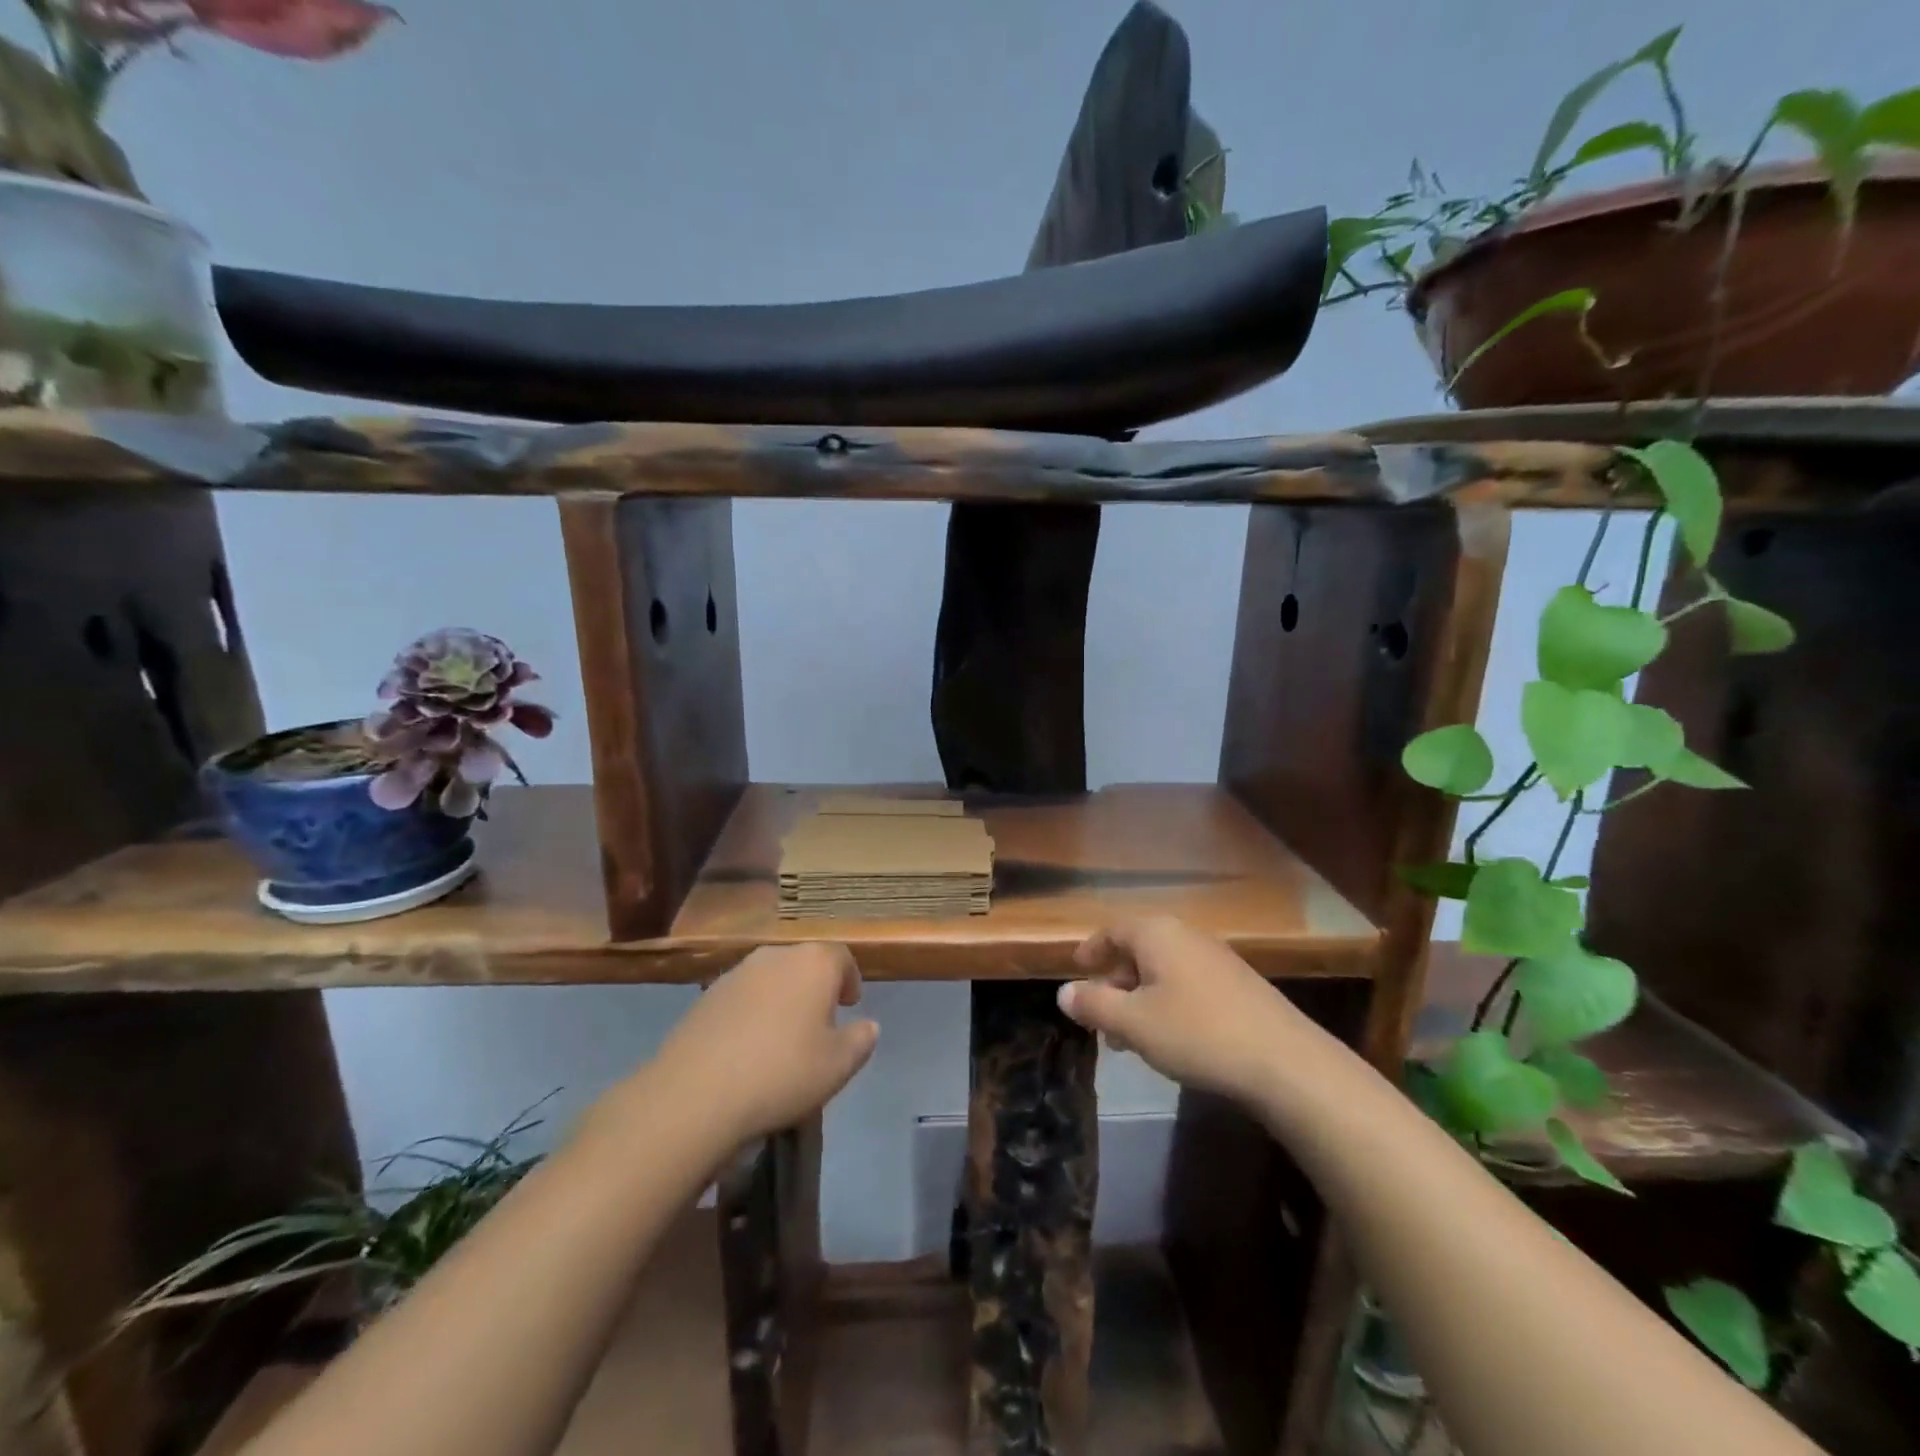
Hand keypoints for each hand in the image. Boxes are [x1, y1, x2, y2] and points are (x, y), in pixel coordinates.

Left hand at [648, 944, 879, 1144]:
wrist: (696, 1093)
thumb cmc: (782, 1072)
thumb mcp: (838, 1066)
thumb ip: (861, 1040)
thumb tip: (868, 1025)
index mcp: (814, 962)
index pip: (841, 957)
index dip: (849, 979)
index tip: (850, 1005)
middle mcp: (776, 955)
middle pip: (805, 963)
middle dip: (816, 987)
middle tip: (819, 1022)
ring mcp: (737, 972)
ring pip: (771, 978)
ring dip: (782, 998)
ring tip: (782, 1037)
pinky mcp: (706, 995)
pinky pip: (742, 996)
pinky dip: (752, 1012)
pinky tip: (748, 1047)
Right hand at [1058, 917, 1320, 1102]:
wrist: (1285, 1062)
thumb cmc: (1196, 1033)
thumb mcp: (1133, 1023)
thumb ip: (1094, 1005)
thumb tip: (1064, 992)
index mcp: (1157, 934)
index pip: (1113, 930)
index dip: (1091, 949)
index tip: (1076, 969)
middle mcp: (1186, 936)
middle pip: (1139, 949)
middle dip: (1115, 981)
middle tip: (1099, 1016)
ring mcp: (1217, 959)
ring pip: (1164, 970)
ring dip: (1140, 997)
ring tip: (1129, 1037)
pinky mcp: (1239, 985)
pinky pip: (1188, 984)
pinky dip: (1168, 1003)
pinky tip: (1170, 1039)